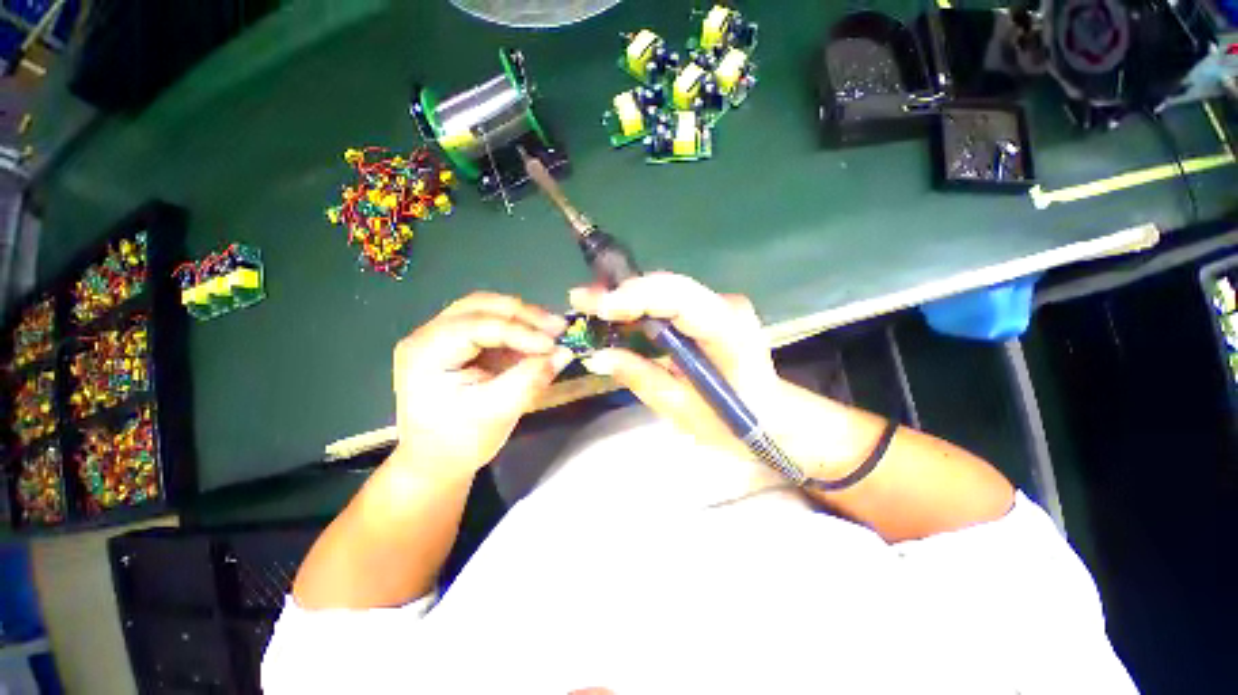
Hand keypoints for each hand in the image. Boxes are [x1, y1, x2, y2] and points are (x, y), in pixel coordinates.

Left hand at [392, 293, 573, 476]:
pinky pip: (493, 323)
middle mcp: (428, 335)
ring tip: (553, 329)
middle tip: (558, 327)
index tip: (553, 344)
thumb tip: (564, 352)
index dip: (519, 332)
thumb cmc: (460, 442)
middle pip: (480, 306)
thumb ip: (531, 379)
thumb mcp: (497, 413)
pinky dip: (520, 328)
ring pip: (487, 309)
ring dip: (523, 317)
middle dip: (523, 315)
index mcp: (424, 353)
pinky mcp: (461, 343)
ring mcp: (443, 336)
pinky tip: (539, 337)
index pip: (476, 326)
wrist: (437, 461)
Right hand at [568, 273, 780, 456]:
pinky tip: (619, 313)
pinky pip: (671, 301)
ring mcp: (721, 305)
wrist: (773, 419)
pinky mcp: (712, 311)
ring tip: (592, 306)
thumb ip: (640, 377)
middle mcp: (727, 306)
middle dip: (623, 292)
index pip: (678, 298)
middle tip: (581, 299)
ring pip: (667, 290)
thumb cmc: (733, 422)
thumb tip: (596, 356)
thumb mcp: (681, 408)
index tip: (596, 307)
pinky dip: (643, 306)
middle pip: (669, 287)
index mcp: (727, 331)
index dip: (635, 297)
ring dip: (629, 296)